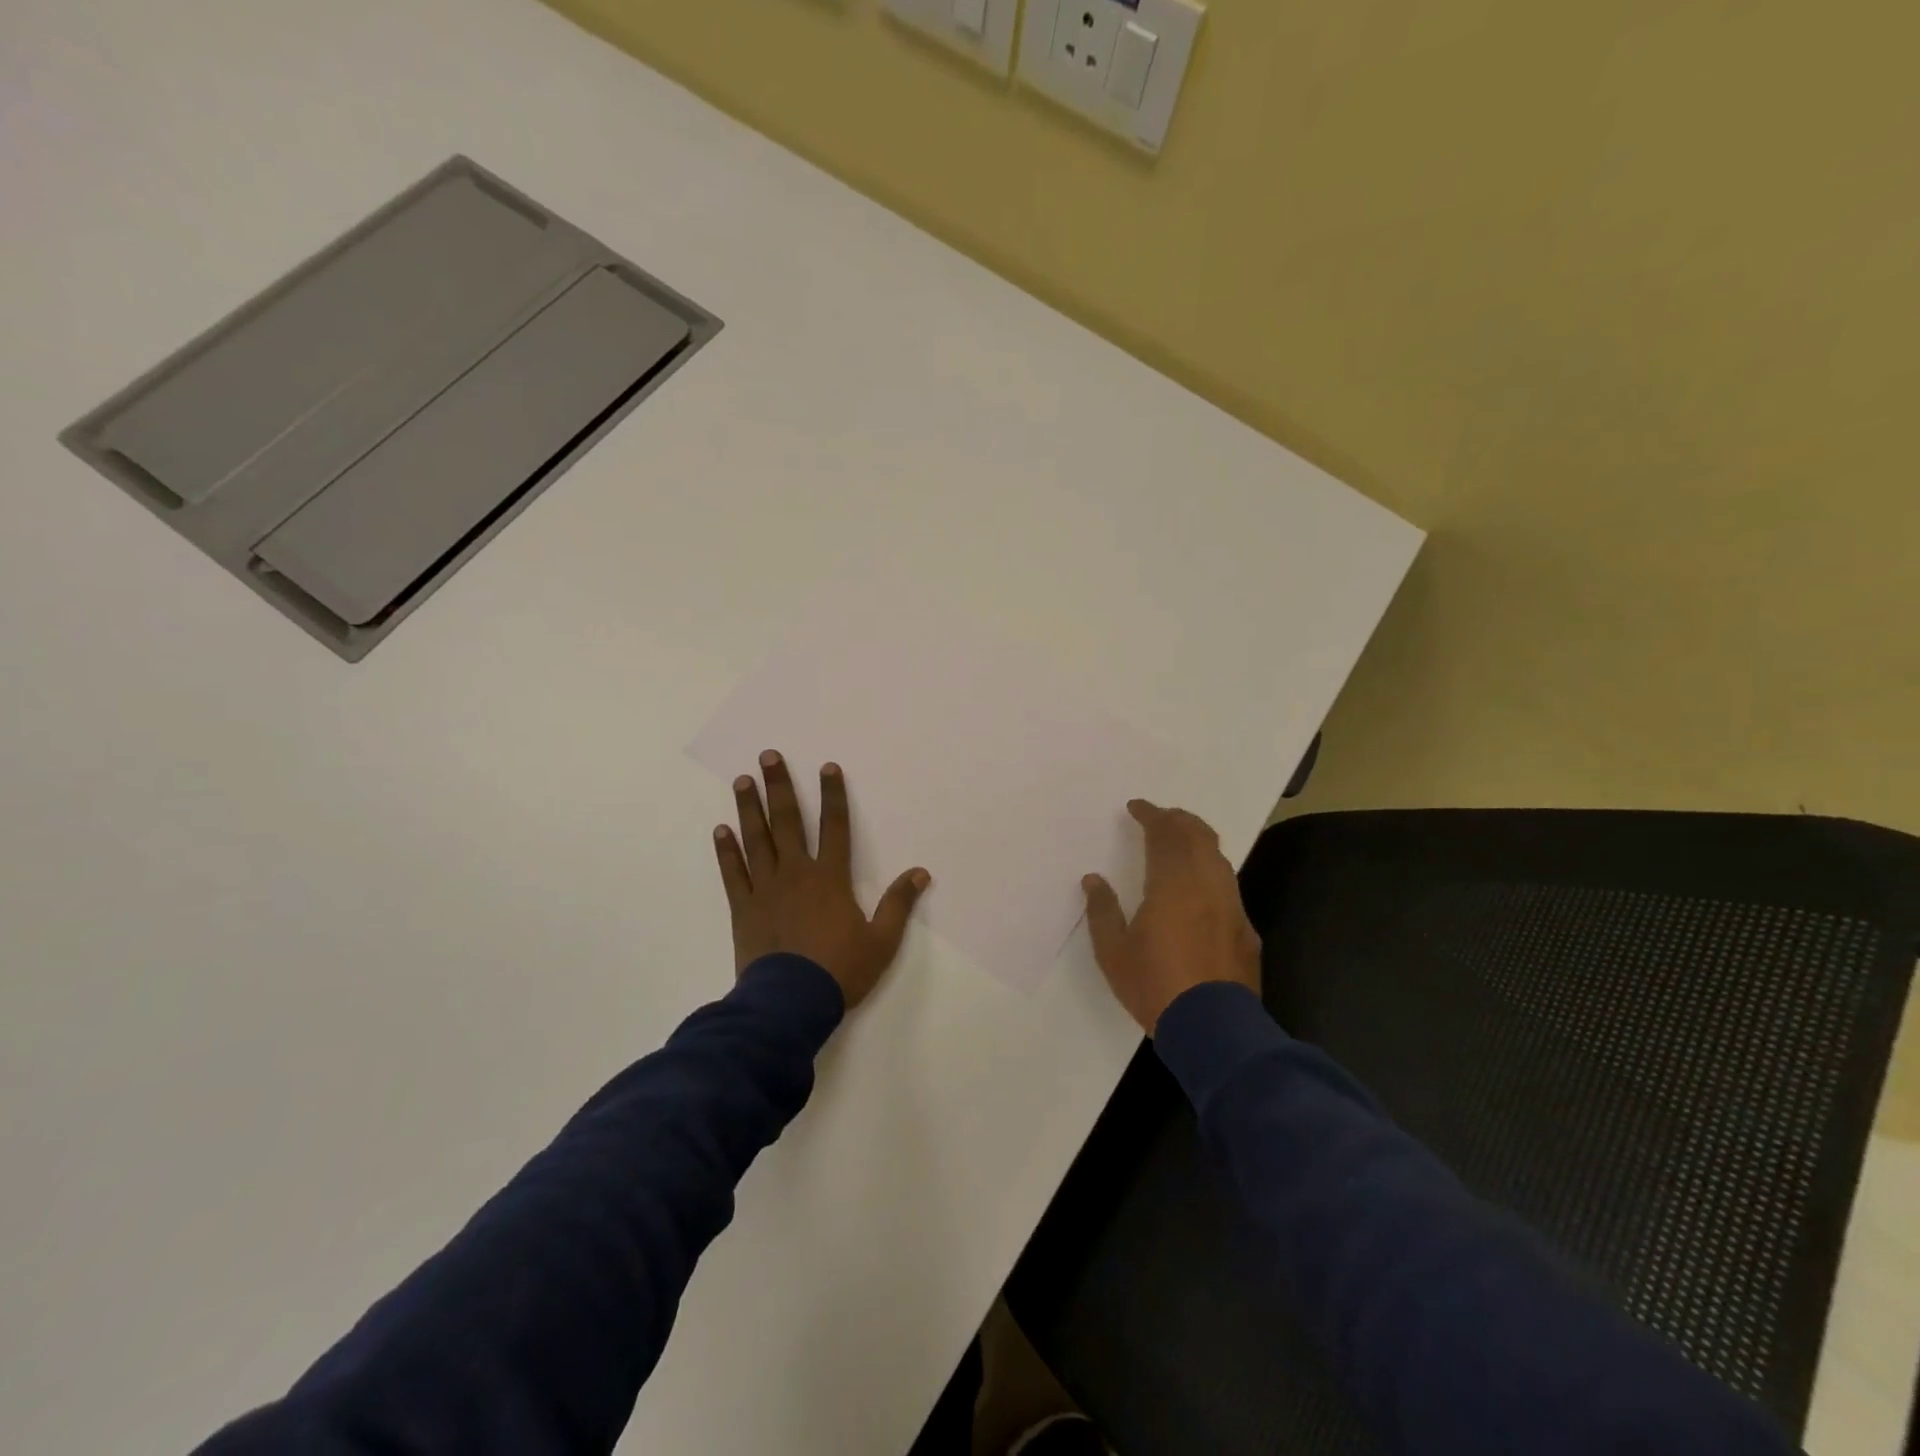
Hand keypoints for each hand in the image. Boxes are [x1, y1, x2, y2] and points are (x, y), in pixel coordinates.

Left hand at [713, 750, 930, 1010]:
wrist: (790, 1003)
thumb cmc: (840, 970)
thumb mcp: (882, 940)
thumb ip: (899, 904)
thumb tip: (921, 872)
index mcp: (830, 878)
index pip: (834, 826)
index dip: (833, 795)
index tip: (826, 767)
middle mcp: (796, 873)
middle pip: (787, 822)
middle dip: (779, 787)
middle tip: (768, 756)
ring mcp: (766, 889)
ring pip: (757, 840)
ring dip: (750, 808)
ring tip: (743, 781)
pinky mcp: (744, 909)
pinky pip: (733, 874)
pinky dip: (727, 852)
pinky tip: (721, 830)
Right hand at [1082, 800, 1261, 1033]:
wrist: (1214, 1029)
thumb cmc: (1156, 986)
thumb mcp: (1113, 953)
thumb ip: (1102, 911)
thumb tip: (1093, 879)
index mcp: (1172, 884)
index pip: (1164, 834)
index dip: (1151, 815)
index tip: (1136, 807)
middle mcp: (1206, 885)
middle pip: (1197, 835)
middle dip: (1178, 819)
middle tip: (1160, 816)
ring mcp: (1231, 905)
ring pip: (1217, 856)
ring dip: (1197, 840)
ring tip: (1180, 840)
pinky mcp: (1245, 927)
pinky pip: (1227, 883)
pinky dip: (1210, 868)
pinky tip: (1200, 884)